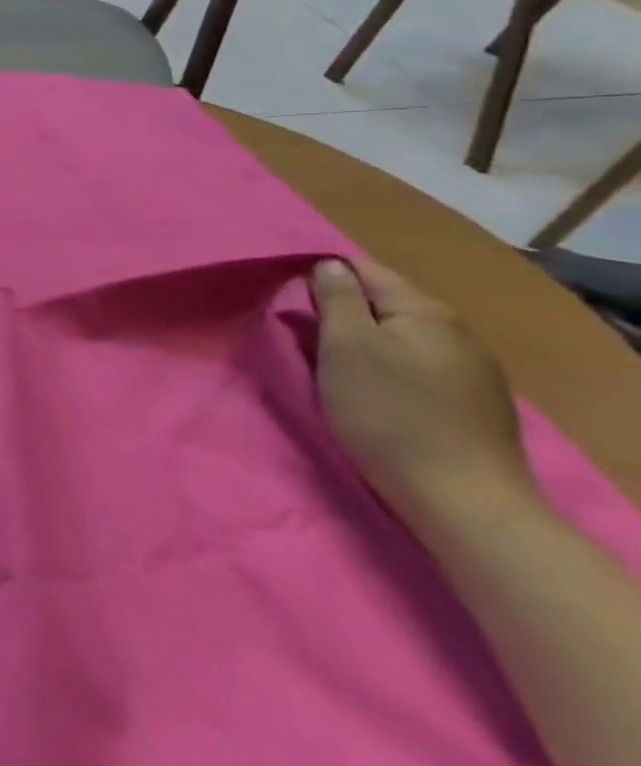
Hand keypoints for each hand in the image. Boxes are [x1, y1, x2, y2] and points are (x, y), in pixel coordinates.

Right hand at [312, 259, 538, 538]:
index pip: (363, 269)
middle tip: (306, 338)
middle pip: (383, 302)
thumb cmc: (388, 413)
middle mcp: (456, 330)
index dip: (322, 278)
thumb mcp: (346, 347)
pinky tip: (375, 391)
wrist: (461, 500)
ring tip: (335, 366)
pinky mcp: (474, 402)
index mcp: (424, 310)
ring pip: (400, 335)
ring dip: (365, 342)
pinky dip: (389, 367)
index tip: (291, 302)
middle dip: (343, 312)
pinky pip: (419, 365)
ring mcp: (472, 368)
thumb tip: (330, 266)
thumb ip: (336, 298)